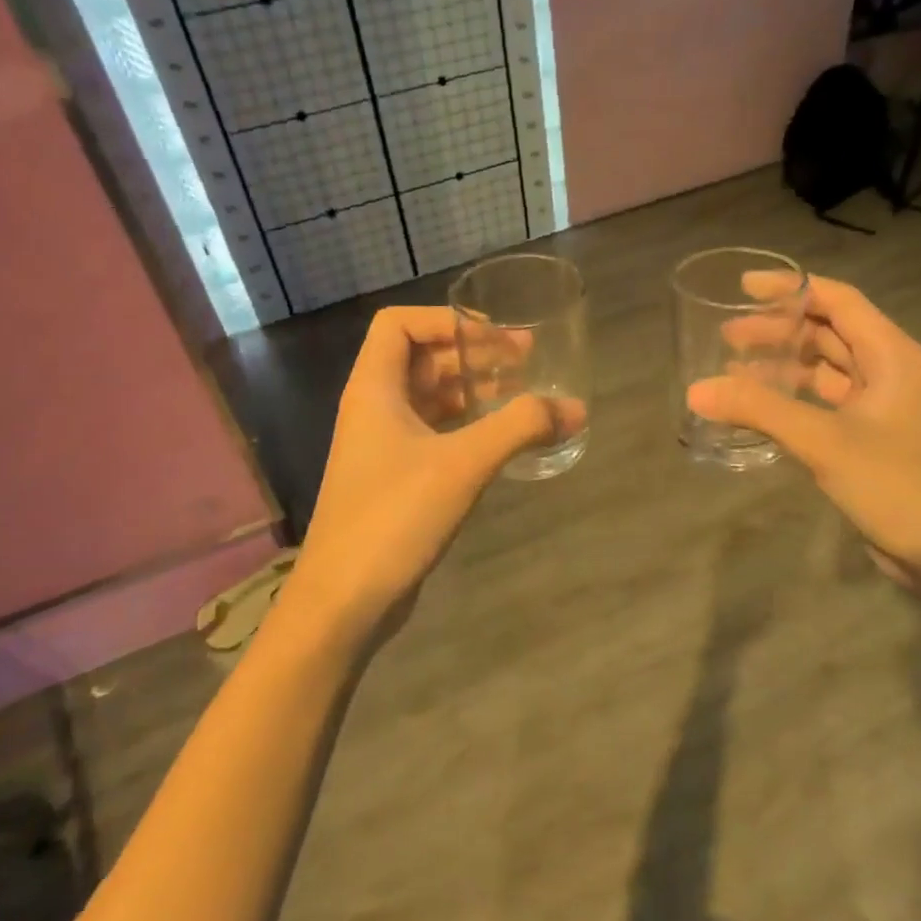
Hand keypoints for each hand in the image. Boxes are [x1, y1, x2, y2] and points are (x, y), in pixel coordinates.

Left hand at [291, 306, 580, 648]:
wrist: (344, 600)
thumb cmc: (394, 516)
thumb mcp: (463, 463)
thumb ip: (520, 428)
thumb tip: (576, 409)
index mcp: (374, 389)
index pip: (399, 324)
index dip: (446, 319)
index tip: (494, 334)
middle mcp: (374, 408)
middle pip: (421, 358)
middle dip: (473, 352)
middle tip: (527, 358)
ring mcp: (382, 446)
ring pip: (430, 397)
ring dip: (474, 389)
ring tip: (523, 392)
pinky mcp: (395, 479)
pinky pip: (435, 433)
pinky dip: (468, 425)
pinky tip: (502, 438)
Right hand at [687, 276, 920, 592]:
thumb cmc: (893, 483)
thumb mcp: (822, 441)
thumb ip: (759, 410)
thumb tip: (697, 390)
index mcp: (891, 354)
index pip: (838, 300)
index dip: (791, 289)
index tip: (745, 288)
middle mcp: (888, 367)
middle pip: (828, 330)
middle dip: (779, 328)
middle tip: (728, 334)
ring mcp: (879, 401)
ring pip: (825, 365)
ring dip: (783, 361)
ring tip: (733, 364)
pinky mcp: (868, 430)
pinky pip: (824, 397)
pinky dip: (792, 393)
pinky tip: (758, 402)